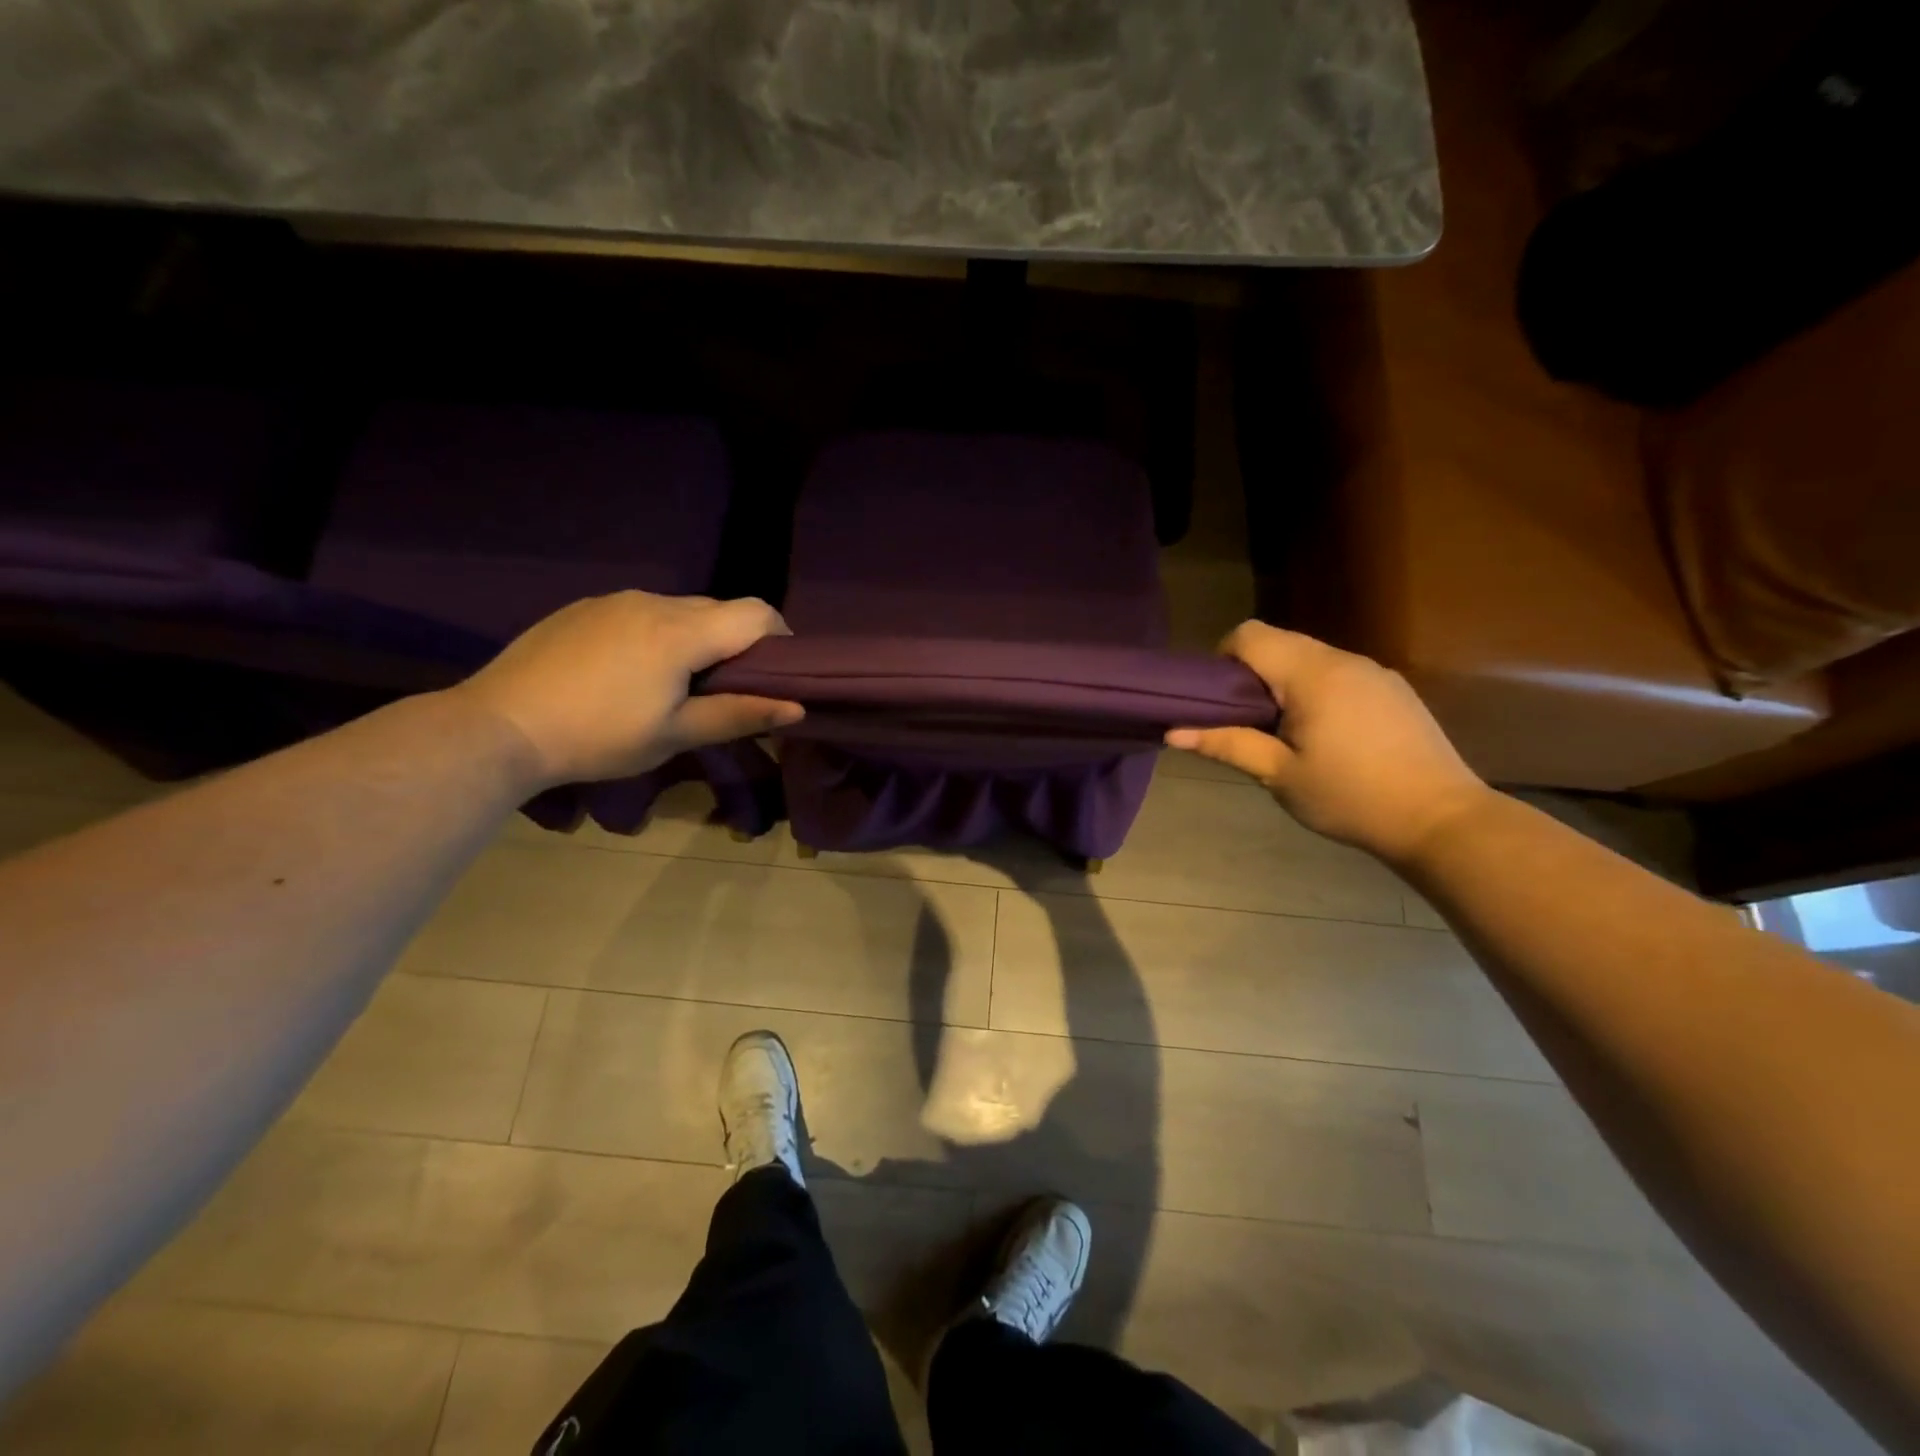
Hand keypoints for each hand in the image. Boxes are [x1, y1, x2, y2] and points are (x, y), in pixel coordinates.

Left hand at [450, 592, 802, 786]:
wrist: (498, 726)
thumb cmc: (598, 736)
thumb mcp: (675, 734)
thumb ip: (739, 714)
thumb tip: (797, 707)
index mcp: (682, 631)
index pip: (757, 613)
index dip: (780, 638)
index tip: (777, 673)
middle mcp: (653, 601)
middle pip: (719, 609)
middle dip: (737, 643)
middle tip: (726, 689)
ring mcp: (614, 600)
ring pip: (679, 609)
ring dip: (695, 638)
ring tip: (674, 684)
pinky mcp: (583, 607)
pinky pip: (640, 612)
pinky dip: (656, 635)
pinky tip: (629, 673)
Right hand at [1166, 622, 1489, 864]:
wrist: (1440, 819)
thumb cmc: (1350, 797)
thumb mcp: (1279, 775)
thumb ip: (1227, 745)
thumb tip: (1173, 731)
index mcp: (1311, 675)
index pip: (1249, 635)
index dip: (1223, 657)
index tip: (1220, 700)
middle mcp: (1343, 659)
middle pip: (1279, 641)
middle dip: (1252, 672)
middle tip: (1247, 722)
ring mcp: (1374, 671)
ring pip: (1310, 657)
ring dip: (1285, 682)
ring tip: (1286, 732)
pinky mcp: (1393, 687)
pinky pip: (1339, 672)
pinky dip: (1317, 690)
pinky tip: (1327, 736)